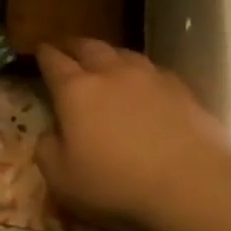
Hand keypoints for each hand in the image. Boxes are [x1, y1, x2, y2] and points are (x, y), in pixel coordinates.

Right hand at [34, 39, 230, 230]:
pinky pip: (154, 71)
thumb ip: (47, 150)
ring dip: (109, 55)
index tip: (40, 51)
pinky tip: (144, 85)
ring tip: (105, 62)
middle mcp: (111, 73)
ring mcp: (149, 77)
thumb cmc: (116, 184)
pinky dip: (141, 73)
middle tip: (68, 50)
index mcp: (75, 91)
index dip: (44, 55)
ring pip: (123, 53)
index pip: (53, 61)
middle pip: (89, 47)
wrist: (190, 184)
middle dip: (74, 46)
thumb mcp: (62, 179)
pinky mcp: (182, 89)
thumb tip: (51, 134)